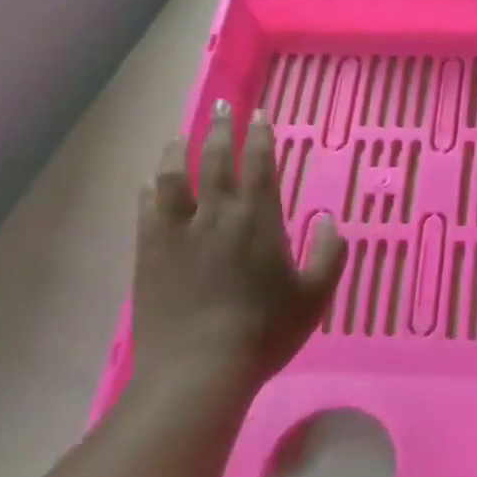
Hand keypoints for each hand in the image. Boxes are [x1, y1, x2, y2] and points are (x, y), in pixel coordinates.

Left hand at [132, 100, 347, 404]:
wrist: (198, 371)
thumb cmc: (265, 332)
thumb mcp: (315, 296)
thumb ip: (329, 254)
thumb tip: (329, 219)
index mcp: (258, 219)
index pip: (260, 164)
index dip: (261, 136)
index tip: (260, 115)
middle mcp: (217, 214)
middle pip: (216, 159)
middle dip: (220, 128)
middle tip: (221, 105)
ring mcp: (178, 233)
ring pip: (174, 178)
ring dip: (178, 152)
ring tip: (179, 136)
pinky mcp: (150, 255)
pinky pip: (147, 211)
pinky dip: (149, 191)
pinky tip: (148, 184)